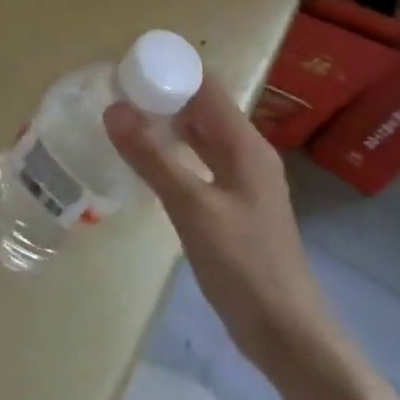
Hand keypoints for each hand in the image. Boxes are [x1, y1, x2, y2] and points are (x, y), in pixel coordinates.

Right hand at [104, 80, 333, 370]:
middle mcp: (247, 154)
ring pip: (201, 137)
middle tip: (117, 92)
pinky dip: (174, 154)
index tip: (128, 67)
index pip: (207, 87)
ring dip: (168, 125)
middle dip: (164, 95)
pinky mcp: (234, 206)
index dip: (172, 70)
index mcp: (246, 145)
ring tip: (124, 119)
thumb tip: (114, 109)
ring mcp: (242, 181)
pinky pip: (201, 163)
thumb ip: (152, 158)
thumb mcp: (192, 208)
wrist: (286, 332)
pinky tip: (146, 162)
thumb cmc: (243, 264)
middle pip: (203, 109)